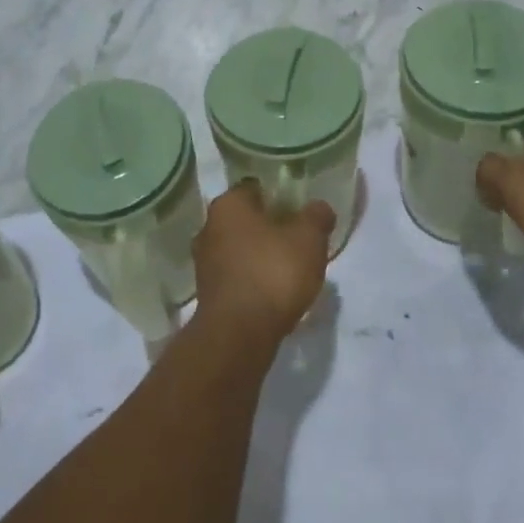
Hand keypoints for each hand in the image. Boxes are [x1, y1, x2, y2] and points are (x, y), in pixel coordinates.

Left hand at [192, 181, 335, 344]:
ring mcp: (204, 263)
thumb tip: (319, 208)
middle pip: (245, 220)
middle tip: (298, 238)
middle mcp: (209, 228)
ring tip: (290, 269)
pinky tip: (274, 293)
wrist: (239, 334)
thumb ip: (316, 217)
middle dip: (269, 227)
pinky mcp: (208, 295)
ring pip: (240, 249)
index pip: (254, 188)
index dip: (279, 195)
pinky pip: (237, 277)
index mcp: (228, 205)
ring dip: (261, 256)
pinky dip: (254, 280)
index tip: (299, 208)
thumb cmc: (273, 272)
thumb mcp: (309, 239)